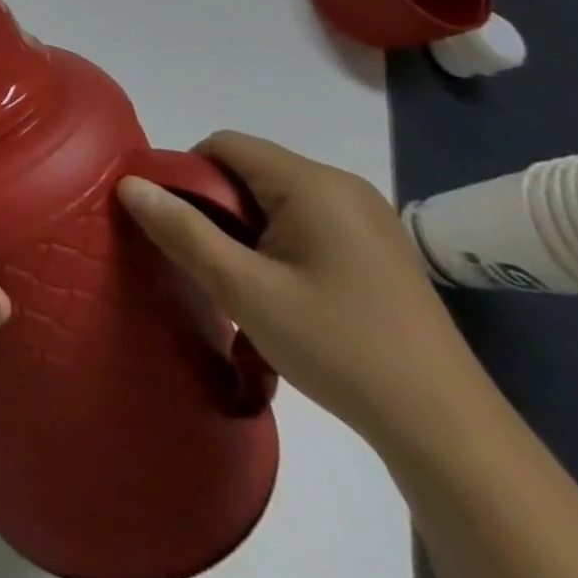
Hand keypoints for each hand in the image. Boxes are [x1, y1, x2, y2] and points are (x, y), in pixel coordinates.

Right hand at [117, 131, 485, 448]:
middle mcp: (342, 185)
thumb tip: (129, 183)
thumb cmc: (338, 348)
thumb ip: (182, 230)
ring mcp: (366, 216)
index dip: (185, 174)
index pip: (224, 145)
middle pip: (249, 168)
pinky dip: (276, 240)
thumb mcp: (244, 290)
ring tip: (241, 280)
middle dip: (215, 205)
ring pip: (274, 196)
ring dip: (244, 226)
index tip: (172, 224)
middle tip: (206, 259)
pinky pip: (304, 219)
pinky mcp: (377, 246)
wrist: (449, 432)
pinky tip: (282, 290)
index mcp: (312, 183)